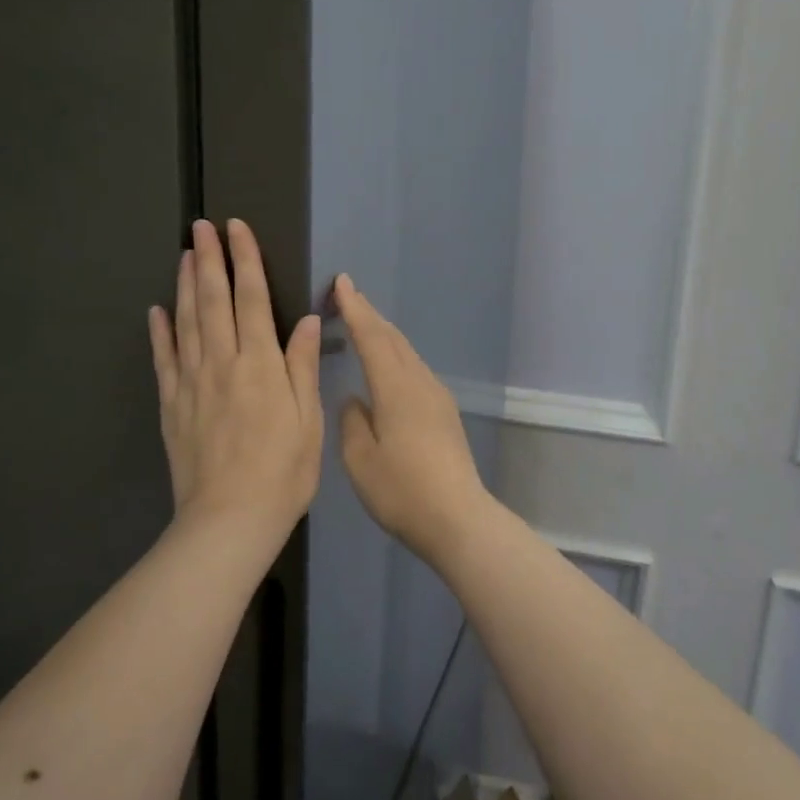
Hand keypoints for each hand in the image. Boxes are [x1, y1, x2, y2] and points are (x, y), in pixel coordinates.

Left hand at [150, 220, 323, 541]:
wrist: (229, 520)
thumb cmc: (283, 472)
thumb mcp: (309, 420)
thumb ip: (303, 366)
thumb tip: (306, 319)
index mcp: (261, 365)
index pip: (251, 300)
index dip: (245, 261)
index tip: (237, 229)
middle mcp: (222, 364)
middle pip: (214, 301)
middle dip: (209, 260)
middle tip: (201, 226)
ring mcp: (192, 384)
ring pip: (187, 323)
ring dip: (186, 285)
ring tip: (184, 254)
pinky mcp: (172, 406)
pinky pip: (164, 360)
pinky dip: (160, 332)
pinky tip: (157, 311)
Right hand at [334, 275, 489, 561]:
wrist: (457, 517)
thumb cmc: (401, 490)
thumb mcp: (360, 459)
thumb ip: (352, 421)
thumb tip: (356, 400)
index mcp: (395, 387)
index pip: (371, 336)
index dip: (354, 308)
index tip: (341, 282)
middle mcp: (420, 382)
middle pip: (393, 339)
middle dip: (369, 315)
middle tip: (347, 297)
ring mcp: (437, 397)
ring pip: (407, 353)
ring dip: (385, 336)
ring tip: (364, 326)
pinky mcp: (445, 413)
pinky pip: (415, 370)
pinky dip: (397, 357)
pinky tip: (389, 369)